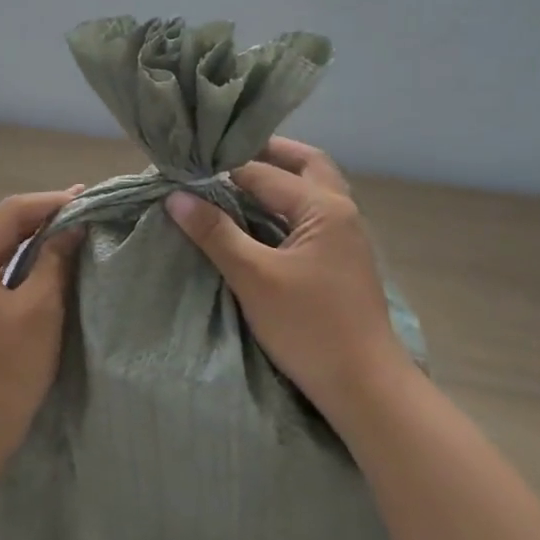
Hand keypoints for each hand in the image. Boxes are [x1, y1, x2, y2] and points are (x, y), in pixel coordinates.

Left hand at [0, 188, 84, 480]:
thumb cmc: (5, 369)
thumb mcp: (39, 310)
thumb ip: (55, 261)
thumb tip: (74, 226)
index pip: (11, 212)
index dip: (51, 201)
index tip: (89, 197)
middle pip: (3, 226)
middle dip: (44, 216)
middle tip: (87, 208)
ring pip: (1, 249)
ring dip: (37, 239)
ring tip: (76, 228)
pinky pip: (0, 273)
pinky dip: (27, 264)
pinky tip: (53, 263)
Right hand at [166, 138, 414, 440]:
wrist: (364, 385)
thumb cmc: (309, 327)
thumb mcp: (254, 278)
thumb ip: (215, 233)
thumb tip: (176, 196)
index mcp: (324, 208)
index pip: (264, 173)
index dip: (222, 169)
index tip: (186, 167)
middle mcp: (342, 212)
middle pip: (306, 165)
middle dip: (267, 154)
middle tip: (224, 155)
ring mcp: (347, 237)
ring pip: (313, 190)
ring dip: (281, 179)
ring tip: (236, 183)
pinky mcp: (343, 261)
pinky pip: (313, 216)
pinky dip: (286, 206)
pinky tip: (260, 221)